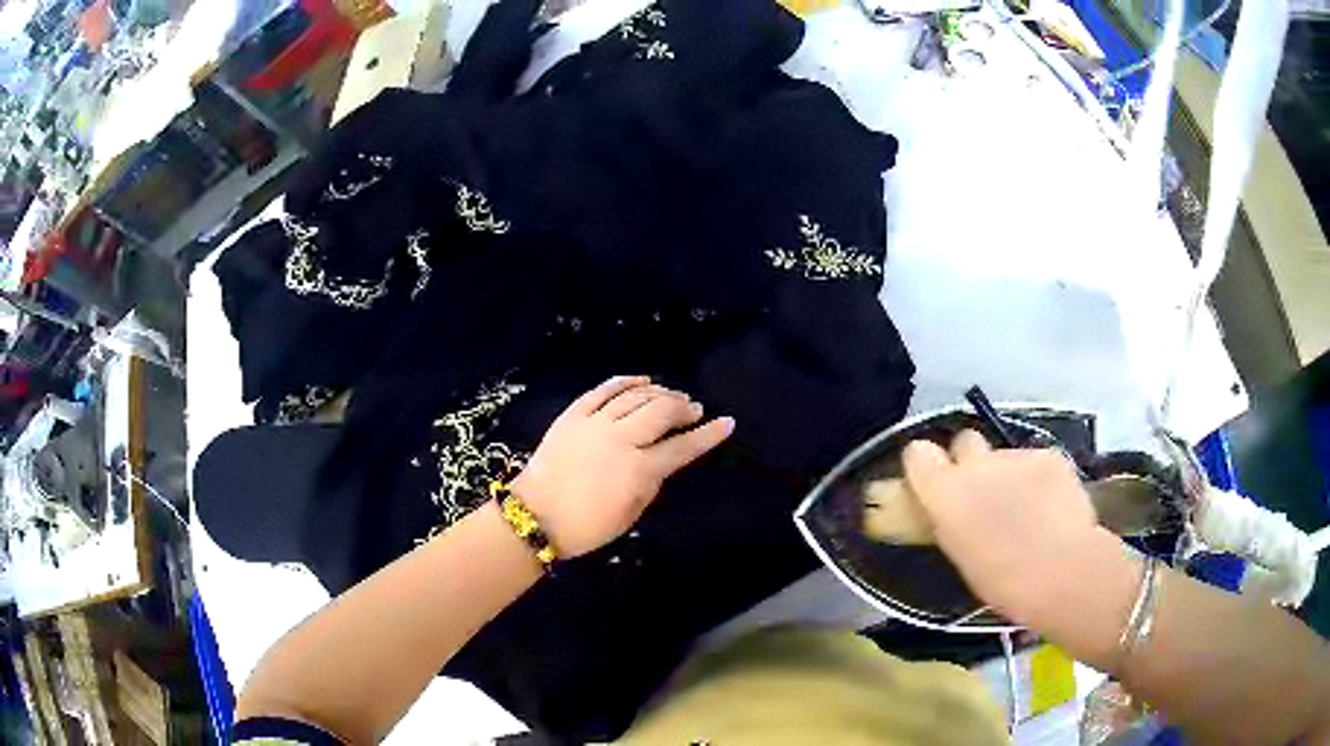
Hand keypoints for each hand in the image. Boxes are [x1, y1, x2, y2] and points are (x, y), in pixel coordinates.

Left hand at [512, 376, 733, 557]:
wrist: (536, 515)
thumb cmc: (587, 526)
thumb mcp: (630, 514)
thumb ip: (651, 482)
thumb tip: (661, 459)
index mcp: (638, 470)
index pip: (682, 447)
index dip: (708, 435)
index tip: (727, 422)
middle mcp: (620, 439)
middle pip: (661, 412)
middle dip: (683, 407)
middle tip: (693, 409)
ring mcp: (595, 423)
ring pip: (635, 397)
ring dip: (659, 393)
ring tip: (672, 395)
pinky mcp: (573, 415)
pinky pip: (603, 390)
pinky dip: (625, 382)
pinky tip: (641, 380)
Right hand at [902, 431, 1125, 626]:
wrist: (1060, 569)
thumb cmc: (1001, 580)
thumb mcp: (960, 555)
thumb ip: (952, 522)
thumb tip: (954, 513)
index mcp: (945, 492)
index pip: (917, 453)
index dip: (924, 465)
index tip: (932, 482)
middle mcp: (977, 463)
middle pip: (964, 440)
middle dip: (971, 460)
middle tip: (984, 492)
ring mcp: (1016, 454)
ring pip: (1006, 456)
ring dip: (1010, 475)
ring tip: (1029, 510)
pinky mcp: (1049, 455)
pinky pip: (1037, 462)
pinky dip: (1040, 479)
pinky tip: (1052, 506)